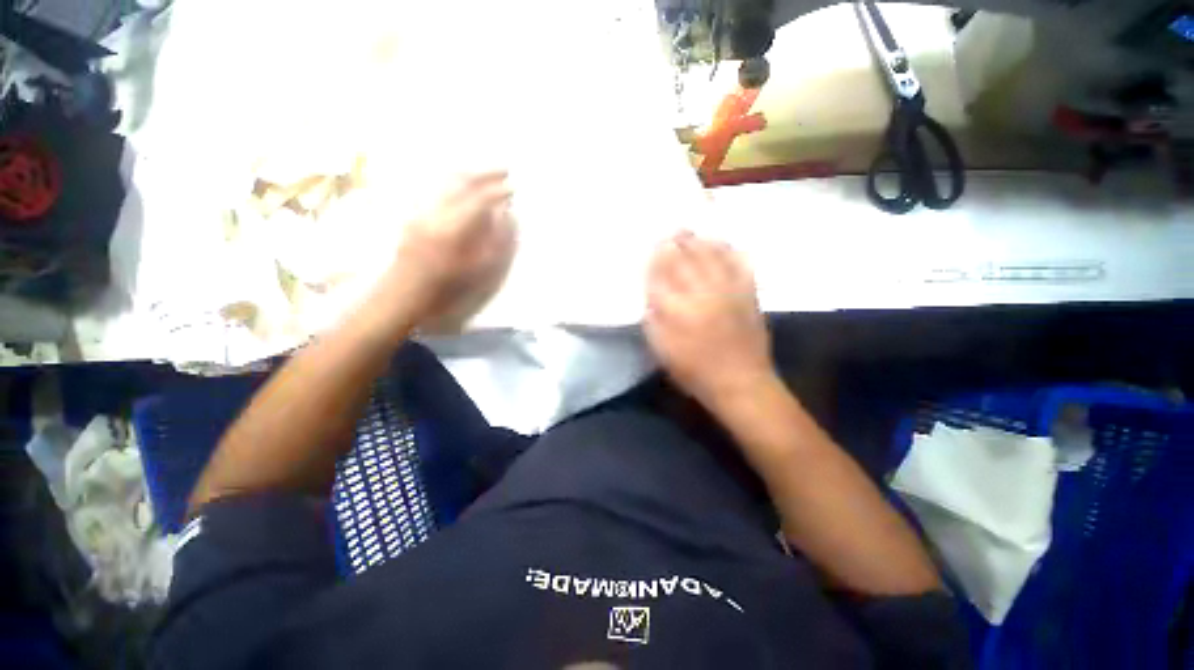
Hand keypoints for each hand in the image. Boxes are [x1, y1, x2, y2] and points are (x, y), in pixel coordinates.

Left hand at [380, 171, 514, 327]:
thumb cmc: (445, 289)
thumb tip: (507, 218)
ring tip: (486, 173)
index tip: (513, 189)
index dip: (498, 192)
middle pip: (460, 182)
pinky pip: (434, 187)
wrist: (402, 293)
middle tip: (505, 170)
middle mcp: (434, 212)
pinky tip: (461, 183)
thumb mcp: (477, 272)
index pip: (478, 200)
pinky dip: (452, 181)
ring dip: (468, 173)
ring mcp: (420, 210)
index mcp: (452, 229)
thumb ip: (496, 243)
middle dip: (484, 174)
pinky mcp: (412, 212)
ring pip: (445, 181)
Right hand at [645, 231, 774, 407]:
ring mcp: (728, 290)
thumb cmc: (694, 371)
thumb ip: (652, 320)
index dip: (655, 260)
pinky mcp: (748, 293)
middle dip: (674, 243)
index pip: (661, 275)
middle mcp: (702, 293)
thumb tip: (650, 295)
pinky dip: (729, 250)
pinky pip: (738, 263)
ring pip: (711, 255)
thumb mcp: (662, 350)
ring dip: (698, 241)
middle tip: (668, 232)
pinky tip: (722, 243)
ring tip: (689, 232)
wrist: (741, 382)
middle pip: (685, 259)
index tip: (651, 249)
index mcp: (677, 309)